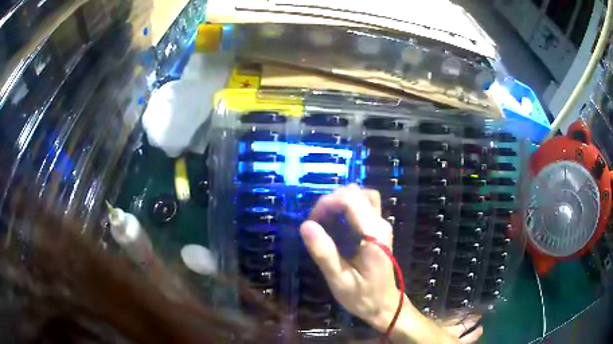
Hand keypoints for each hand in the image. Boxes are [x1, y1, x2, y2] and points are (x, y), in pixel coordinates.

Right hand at [299, 185, 399, 328]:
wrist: (384, 304)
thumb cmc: (362, 296)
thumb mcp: (339, 280)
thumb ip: (324, 253)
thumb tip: (306, 225)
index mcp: (373, 234)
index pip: (351, 199)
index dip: (327, 203)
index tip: (311, 221)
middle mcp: (381, 223)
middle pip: (355, 193)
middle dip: (331, 202)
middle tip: (315, 223)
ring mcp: (382, 223)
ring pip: (361, 195)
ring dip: (339, 202)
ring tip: (325, 220)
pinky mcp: (379, 227)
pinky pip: (364, 205)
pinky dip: (347, 206)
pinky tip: (337, 223)